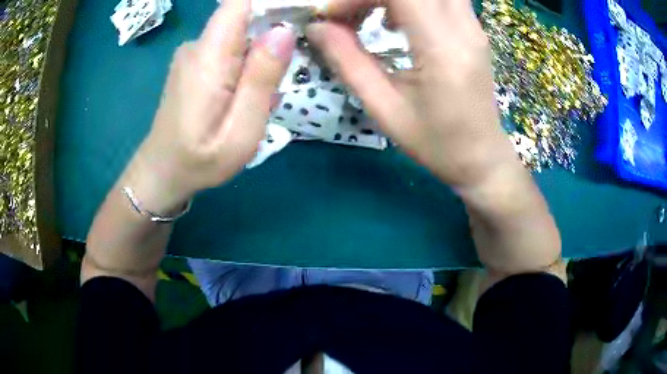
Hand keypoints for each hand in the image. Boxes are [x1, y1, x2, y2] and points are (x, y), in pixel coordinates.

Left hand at [126, 0, 295, 212]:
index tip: (301, 15)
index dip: (273, 2)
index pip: (240, 3)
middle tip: (289, 67)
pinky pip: (229, 46)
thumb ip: (261, 80)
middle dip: (275, 28)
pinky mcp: (194, 62)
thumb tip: (285, 31)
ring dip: (262, 50)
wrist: (162, 171)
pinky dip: (248, 59)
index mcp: (208, 58)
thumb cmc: (200, 161)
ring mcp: (193, 53)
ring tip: (268, 89)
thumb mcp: (241, 132)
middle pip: (244, 15)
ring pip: (239, 31)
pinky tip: (248, 91)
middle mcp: (197, 46)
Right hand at [309, 0, 560, 276]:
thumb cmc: (436, 143)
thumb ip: (348, 62)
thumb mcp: (385, 109)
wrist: (482, 158)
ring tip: (374, 18)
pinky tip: (397, 23)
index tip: (335, 17)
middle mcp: (464, 28)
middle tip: (352, 14)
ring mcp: (474, 26)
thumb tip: (317, 28)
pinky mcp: (474, 29)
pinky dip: (411, 0)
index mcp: (443, 49)